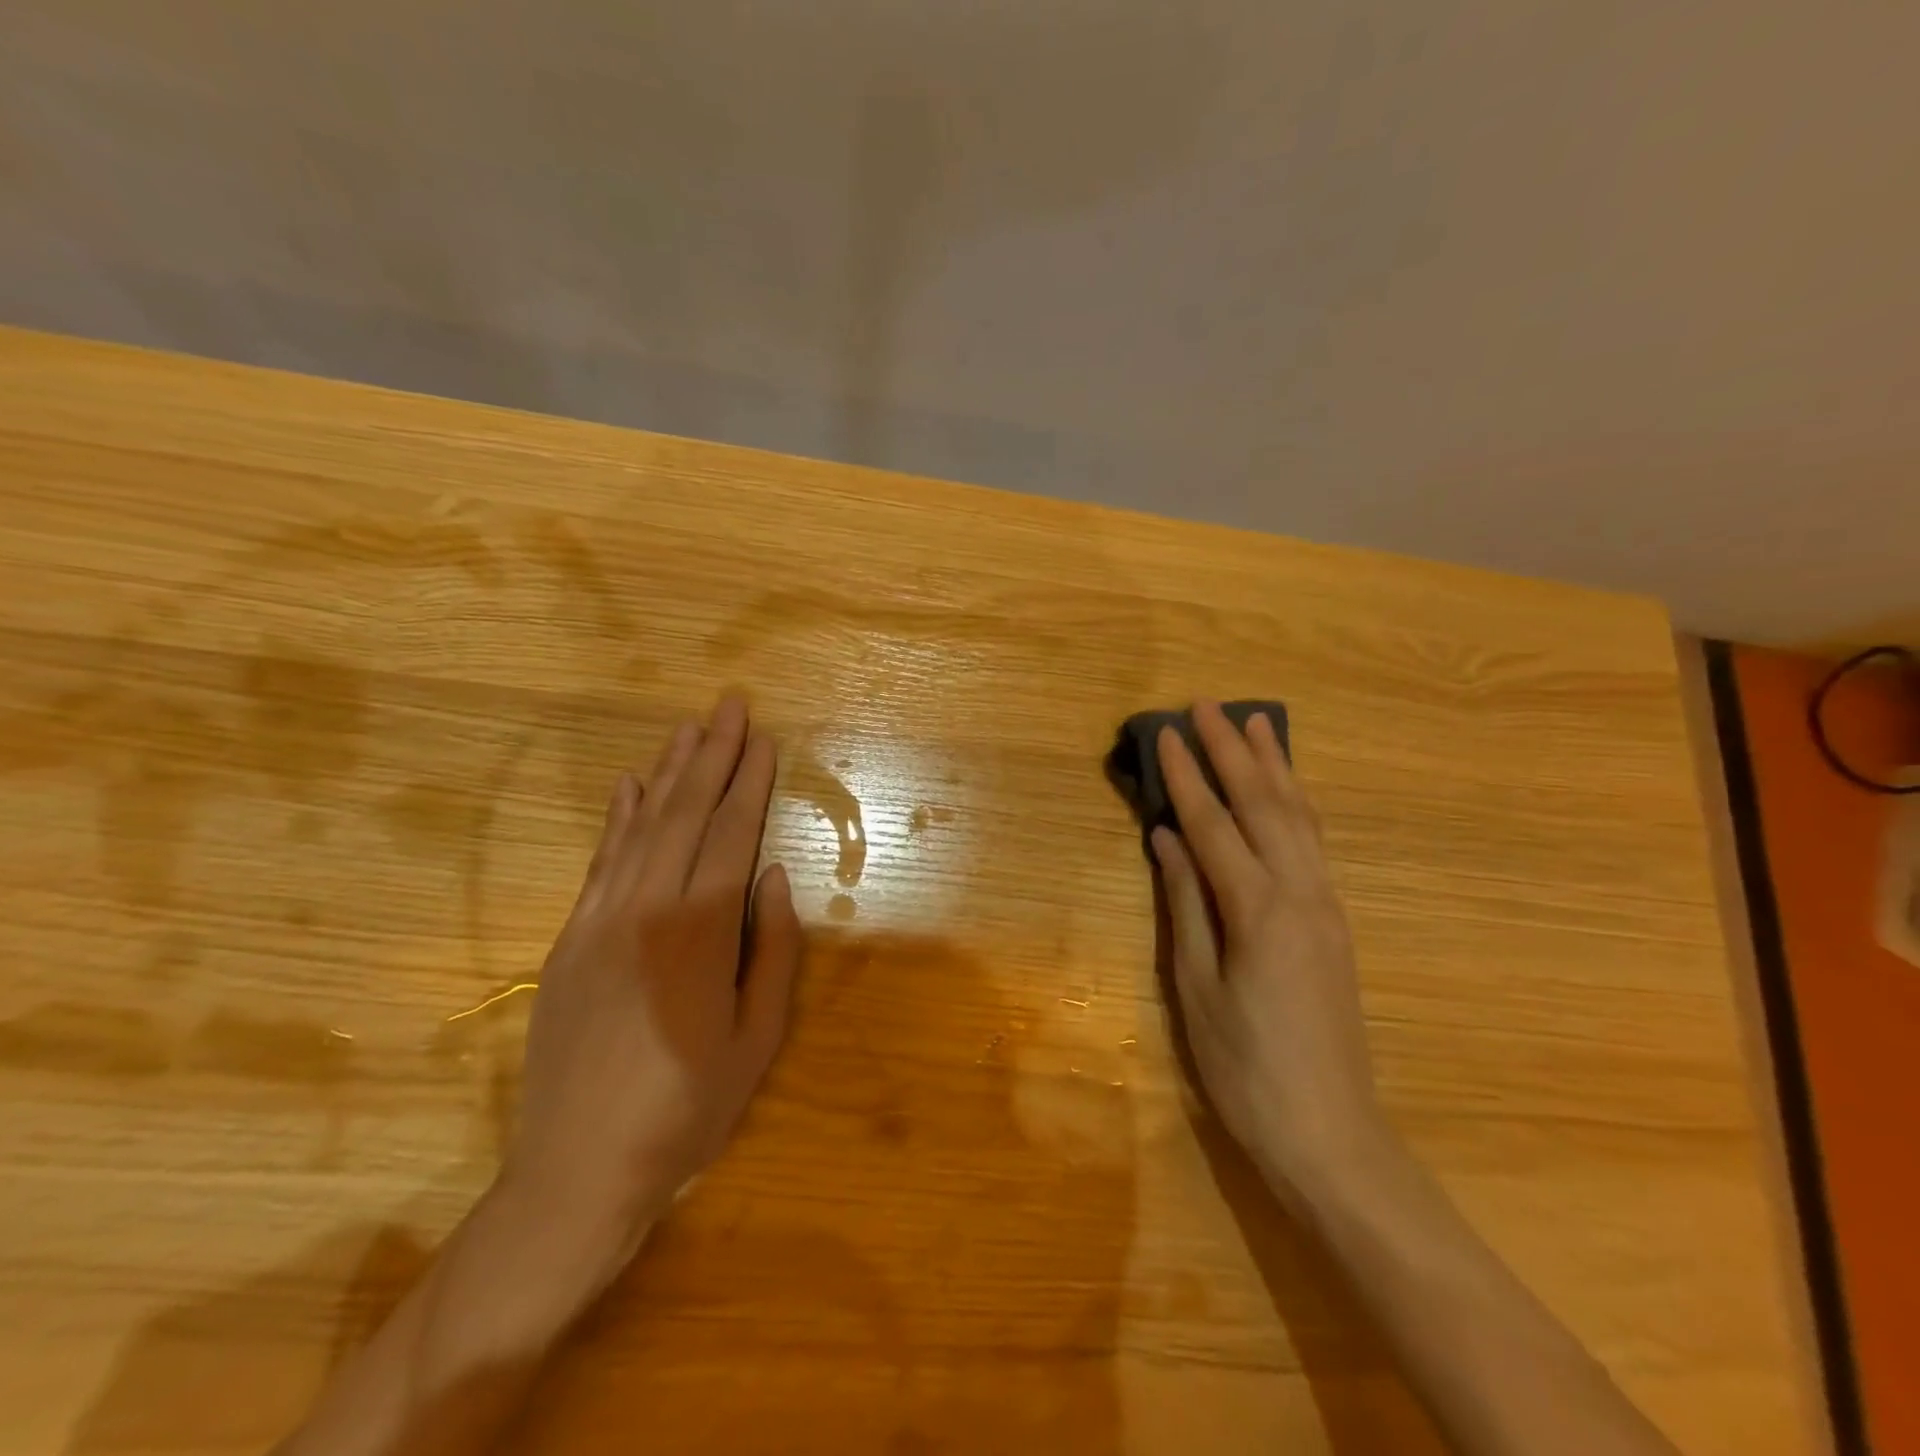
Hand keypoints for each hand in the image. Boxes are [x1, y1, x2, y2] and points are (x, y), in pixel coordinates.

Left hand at [501, 695, 802, 1267]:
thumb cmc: (688, 1107)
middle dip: (712, 755)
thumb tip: (776, 876)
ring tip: (690, 728)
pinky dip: (617, 818)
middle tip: (730, 706)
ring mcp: (600, 920)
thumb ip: (773, 949)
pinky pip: (600, 862)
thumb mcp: (759, 1037)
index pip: (731, 835)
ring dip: (667, 772)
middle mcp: (646, 909)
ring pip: (640, 826)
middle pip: (684, 814)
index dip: (749, 783)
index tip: (763, 740)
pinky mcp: (570, 939)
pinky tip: (629, 786)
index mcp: (700, 931)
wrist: (578, 1170)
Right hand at [1151, 701, 1385, 1201]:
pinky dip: (1295, 804)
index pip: (1214, 825)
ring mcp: (1327, 906)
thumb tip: (1166, 839)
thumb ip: (1183, 904)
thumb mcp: (1195, 987)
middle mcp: (1301, 894)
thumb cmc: (1245, 1066)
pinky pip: (1314, 844)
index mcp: (1259, 910)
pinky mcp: (1336, 922)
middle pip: (1265, 805)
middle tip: (1209, 705)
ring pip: (1300, 818)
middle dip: (1234, 752)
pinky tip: (1286, 789)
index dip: (1188, 778)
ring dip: (1274, 767)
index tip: (1168, 733)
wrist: (1330, 1133)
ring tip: (1256, 723)